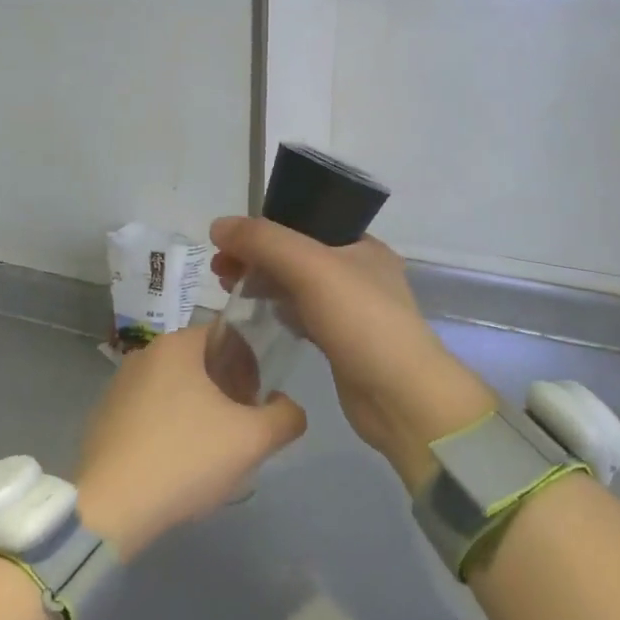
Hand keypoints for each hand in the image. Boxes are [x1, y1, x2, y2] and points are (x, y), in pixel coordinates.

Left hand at [74, 325, 305, 560]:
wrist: (112, 508)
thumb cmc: (186, 458)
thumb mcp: (253, 439)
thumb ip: (285, 416)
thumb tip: (287, 406)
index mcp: (177, 345)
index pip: (227, 337)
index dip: (251, 365)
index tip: (256, 402)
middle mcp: (145, 355)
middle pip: (201, 363)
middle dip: (226, 391)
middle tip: (240, 430)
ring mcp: (118, 386)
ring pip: (175, 389)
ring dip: (199, 411)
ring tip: (210, 452)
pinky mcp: (104, 418)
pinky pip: (149, 412)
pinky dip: (169, 428)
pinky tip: (176, 464)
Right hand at [209, 217, 496, 493]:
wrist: (401, 397)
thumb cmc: (361, 321)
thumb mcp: (311, 267)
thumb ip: (264, 241)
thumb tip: (218, 225)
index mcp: (361, 245)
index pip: (305, 221)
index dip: (264, 227)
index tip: (227, 241)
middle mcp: (358, 272)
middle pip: (295, 253)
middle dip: (256, 256)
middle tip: (219, 270)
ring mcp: (350, 310)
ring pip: (296, 285)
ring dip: (263, 283)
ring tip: (228, 290)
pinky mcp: (340, 342)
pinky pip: (301, 316)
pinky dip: (277, 311)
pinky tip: (255, 318)